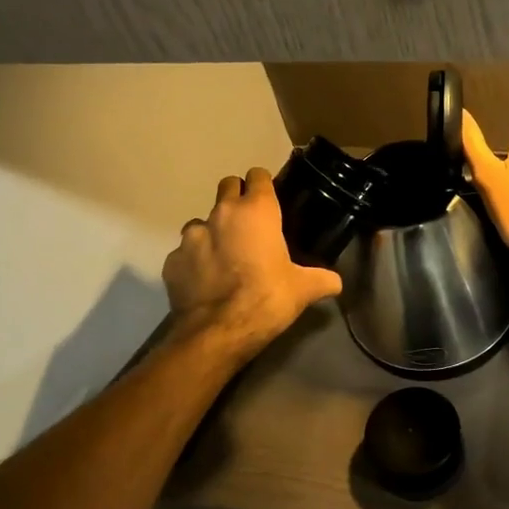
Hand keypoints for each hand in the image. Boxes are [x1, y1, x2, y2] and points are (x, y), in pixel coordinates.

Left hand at [162, 167, 342, 355]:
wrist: (219, 332)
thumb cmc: (267, 298)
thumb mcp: (303, 289)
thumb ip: (322, 280)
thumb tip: (337, 283)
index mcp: (256, 211)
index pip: (258, 176)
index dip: (264, 184)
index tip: (270, 199)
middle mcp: (222, 213)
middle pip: (227, 186)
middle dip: (236, 198)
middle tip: (249, 223)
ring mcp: (192, 236)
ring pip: (201, 221)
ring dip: (213, 232)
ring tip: (224, 256)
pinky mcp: (172, 260)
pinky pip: (184, 253)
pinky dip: (194, 261)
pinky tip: (205, 280)